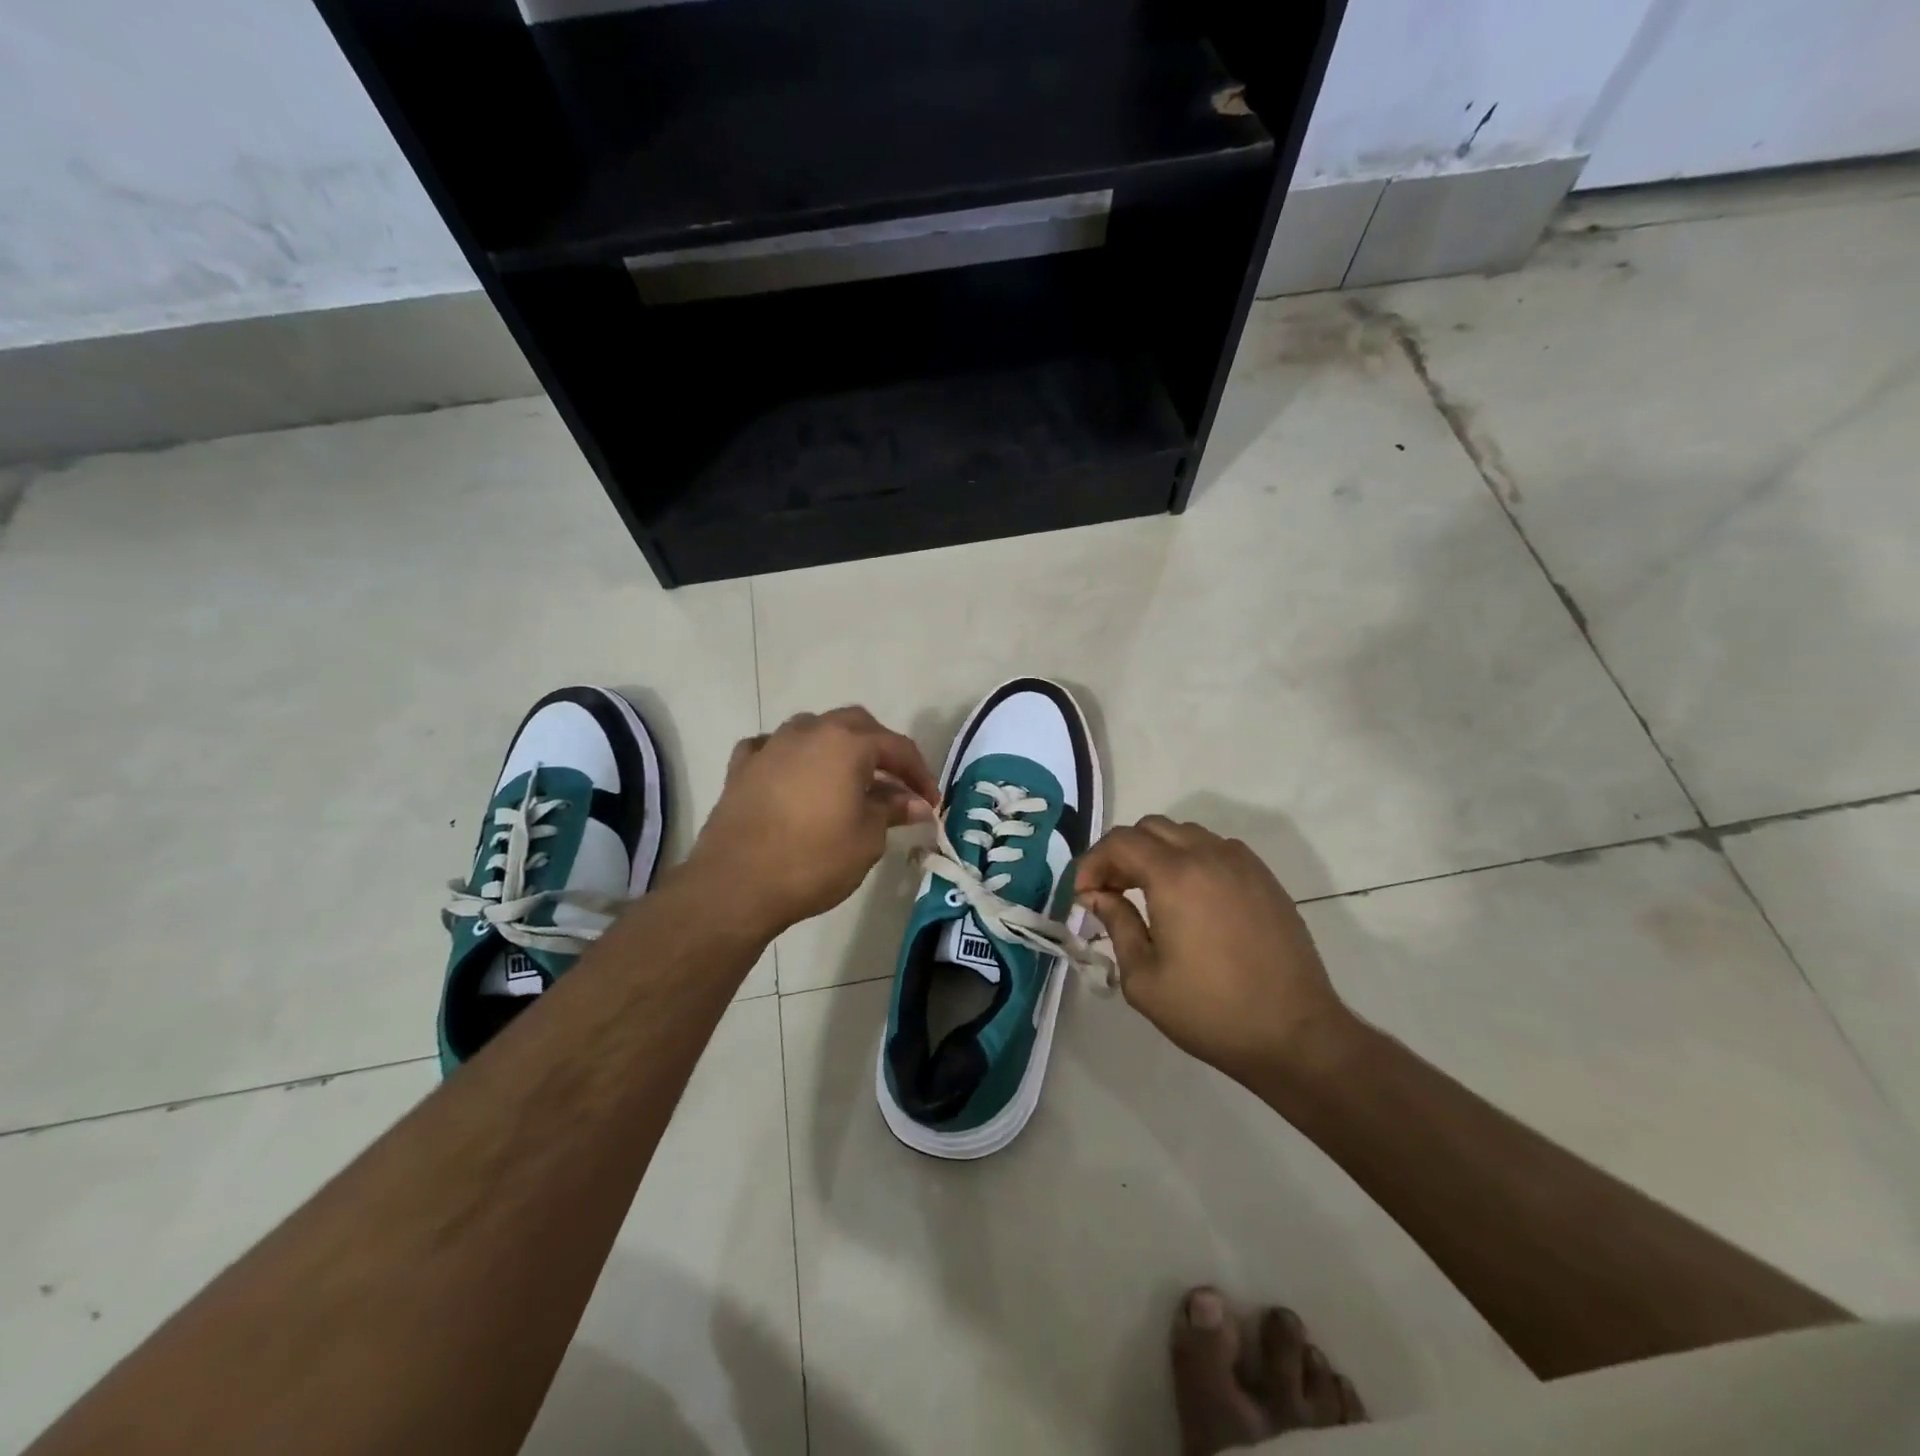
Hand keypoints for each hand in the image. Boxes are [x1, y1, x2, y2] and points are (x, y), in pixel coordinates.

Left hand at [686, 707, 937, 940]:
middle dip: (881, 750)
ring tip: (848, 780)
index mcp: (846, 743)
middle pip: (856, 725)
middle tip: (896, 784)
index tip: (930, 802)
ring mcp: (771, 745)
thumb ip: (892, 811)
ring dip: (837, 749)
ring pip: (813, 730)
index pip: (897, 747)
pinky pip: (773, 748)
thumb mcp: (867, 839)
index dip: (920, 773)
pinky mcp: (741, 767)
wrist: (736, 884)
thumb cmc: (813, 860)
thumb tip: (914, 802)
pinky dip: (791, 758)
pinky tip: (795, 776)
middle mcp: (808, 731)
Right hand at [1075, 817, 1355, 1084]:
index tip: (1083, 895)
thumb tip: (1098, 896)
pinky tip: (1189, 899)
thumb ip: (1116, 925)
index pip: (1120, 842)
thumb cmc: (1210, 1011)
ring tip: (1147, 893)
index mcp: (1175, 876)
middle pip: (1151, 828)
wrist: (1295, 1034)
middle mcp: (1209, 855)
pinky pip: (1216, 849)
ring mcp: (1242, 863)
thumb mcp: (1144, 978)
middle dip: (1121, 854)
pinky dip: (1190, 859)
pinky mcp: (1265, 878)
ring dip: (1156, 853)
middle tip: (1110, 892)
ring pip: (1185, 833)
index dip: (1092, 862)